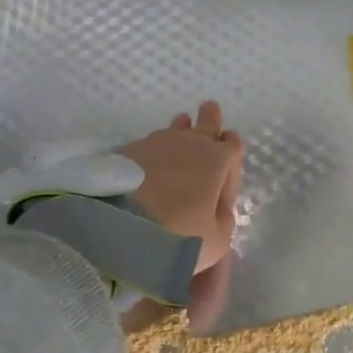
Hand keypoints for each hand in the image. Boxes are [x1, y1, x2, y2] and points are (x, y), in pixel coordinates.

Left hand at [118, 101, 243, 333]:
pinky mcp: (129, 149)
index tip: (225, 173)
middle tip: (210, 111)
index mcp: (217, 160)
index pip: (233, 145)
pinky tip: (150, 163)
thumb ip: (223, 219)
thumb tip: (218, 207)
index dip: (233, 155)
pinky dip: (155, 150)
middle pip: (206, 120)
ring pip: (176, 128)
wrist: (119, 230)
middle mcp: (189, 143)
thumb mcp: (216, 241)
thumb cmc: (178, 235)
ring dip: (181, 131)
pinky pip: (150, 143)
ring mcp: (157, 142)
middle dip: (210, 118)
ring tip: (181, 131)